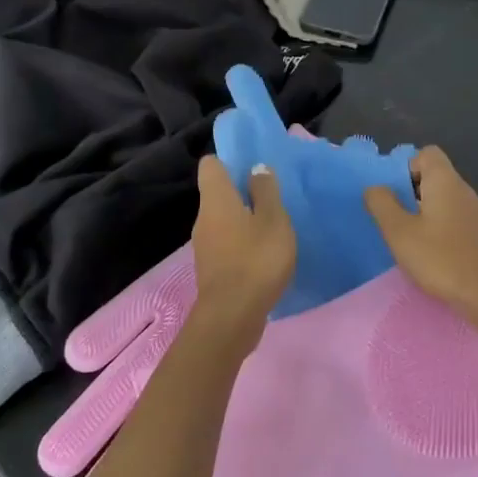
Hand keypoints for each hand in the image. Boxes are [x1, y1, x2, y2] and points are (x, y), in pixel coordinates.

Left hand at [191, 155, 294, 330]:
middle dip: (242, 191)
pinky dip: (243, 242)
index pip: (211, 165)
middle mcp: (204, 218)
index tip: (254, 167)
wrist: (232, 316)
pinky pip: (227, 242)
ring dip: (244, 219)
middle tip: (272, 197)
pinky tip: (264, 253)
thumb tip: (256, 168)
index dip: (230, 160)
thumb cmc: (256, 260)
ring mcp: (205, 245)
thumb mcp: (273, 220)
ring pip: (223, 219)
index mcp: (216, 199)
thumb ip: (266, 191)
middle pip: (218, 193)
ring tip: (273, 226)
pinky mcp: (212, 268)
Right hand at [363, 147, 477, 327]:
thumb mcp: (400, 232)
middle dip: (408, 191)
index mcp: (445, 181)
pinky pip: (450, 218)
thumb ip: (382, 204)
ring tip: (404, 236)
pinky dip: (435, 227)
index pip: (426, 153)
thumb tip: (375, 187)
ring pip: (441, 199)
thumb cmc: (441, 258)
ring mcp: (474, 213)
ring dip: (420, 212)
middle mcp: (462, 190)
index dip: (405, 166)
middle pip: (432, 176)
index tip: (391, 193)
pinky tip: (426, 251)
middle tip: (391, 216)